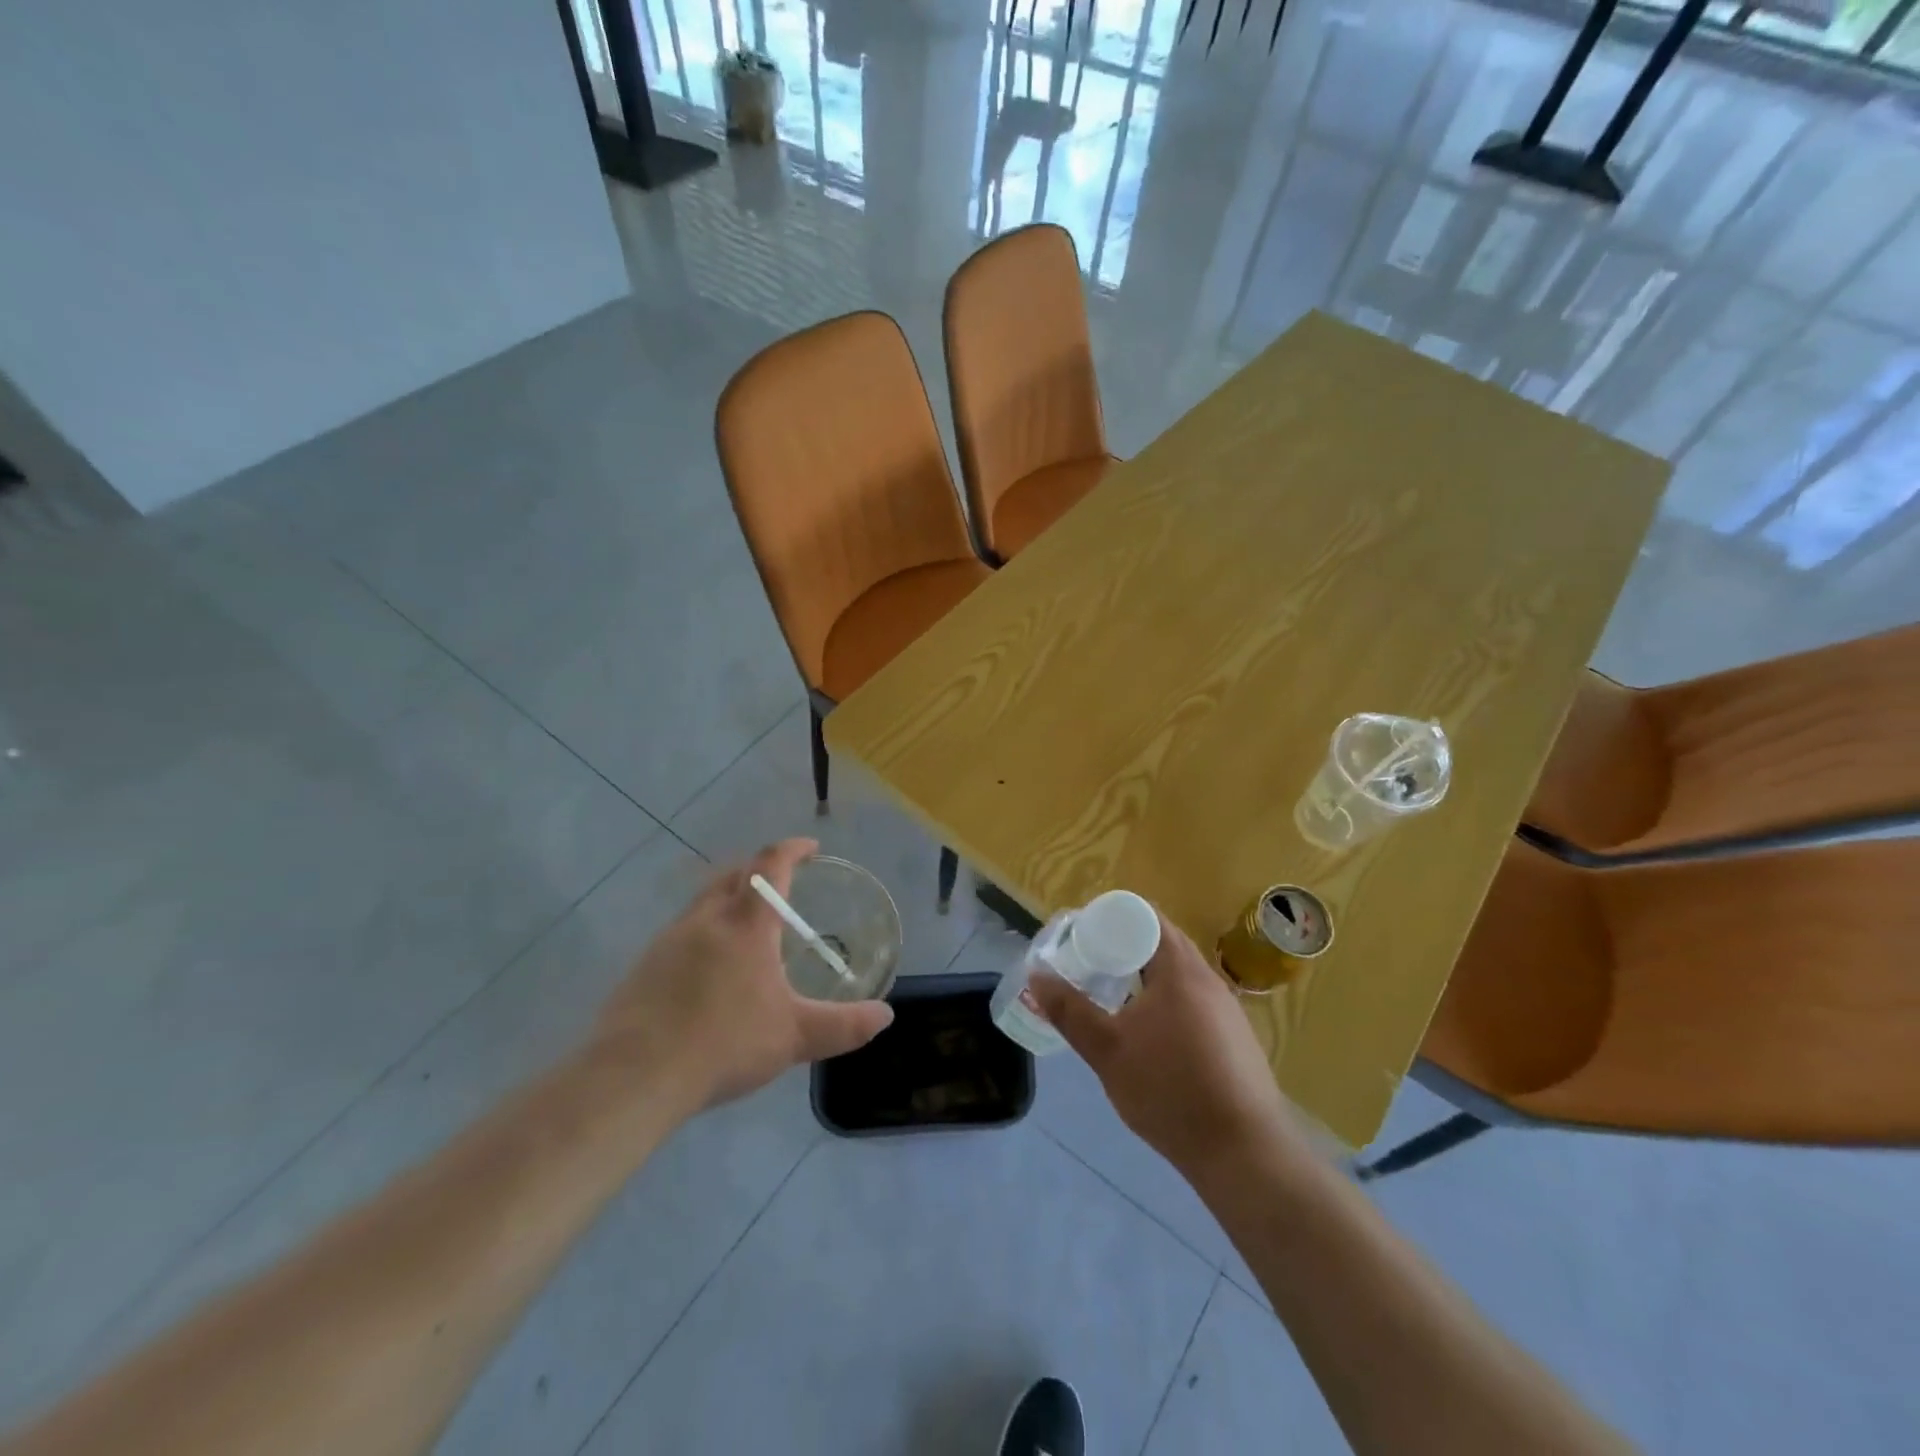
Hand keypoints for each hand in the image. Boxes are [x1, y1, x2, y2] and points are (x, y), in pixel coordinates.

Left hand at [586, 838, 893, 1115]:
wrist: (633, 1076)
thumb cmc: (723, 1042)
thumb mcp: (794, 1036)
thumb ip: (843, 1025)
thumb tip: (886, 1017)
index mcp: (745, 924)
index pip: (770, 865)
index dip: (792, 849)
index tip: (810, 846)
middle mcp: (705, 920)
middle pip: (732, 874)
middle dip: (758, 869)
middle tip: (780, 882)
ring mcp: (668, 941)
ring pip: (703, 902)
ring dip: (728, 899)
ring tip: (747, 928)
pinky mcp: (644, 967)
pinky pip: (681, 932)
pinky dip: (704, 932)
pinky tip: (709, 970)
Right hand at [1028, 912, 1304, 1183]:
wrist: (1244, 1152)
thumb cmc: (1170, 1089)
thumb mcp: (1107, 1050)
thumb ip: (1069, 1010)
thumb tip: (1036, 975)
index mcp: (1179, 968)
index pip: (1144, 916)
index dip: (1110, 918)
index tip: (1082, 937)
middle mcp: (1208, 978)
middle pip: (1161, 942)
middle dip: (1123, 948)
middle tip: (1089, 966)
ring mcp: (1227, 1009)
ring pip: (1178, 974)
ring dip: (1145, 977)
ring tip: (1113, 999)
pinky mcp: (1235, 1038)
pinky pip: (1193, 1001)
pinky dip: (1166, 1002)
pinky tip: (1150, 1036)